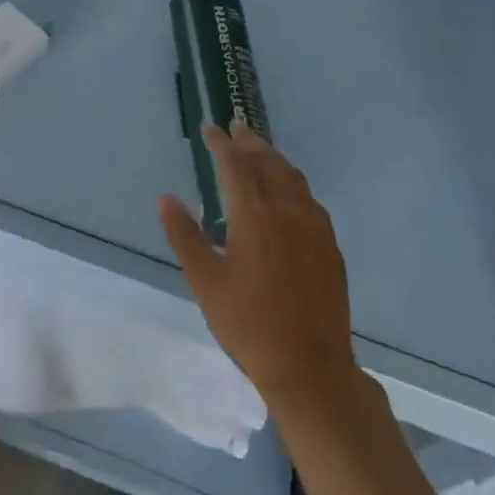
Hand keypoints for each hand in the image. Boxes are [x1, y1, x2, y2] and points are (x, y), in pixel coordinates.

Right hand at [159, 120, 356, 405]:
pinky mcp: (330, 245)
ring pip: (293, 177)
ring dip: (273, 157)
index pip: (234, 165)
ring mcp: (314, 227)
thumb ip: (185, 236)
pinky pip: (309, 198)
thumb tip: (165, 198)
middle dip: (250, 142)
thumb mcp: (205, 282)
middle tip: (236, 127)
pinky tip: (288, 191)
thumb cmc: (248, 325)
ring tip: (259, 150)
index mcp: (254, 216)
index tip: (210, 128)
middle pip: (268, 162)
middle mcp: (287, 210)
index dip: (221, 143)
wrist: (310, 368)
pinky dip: (292, 181)